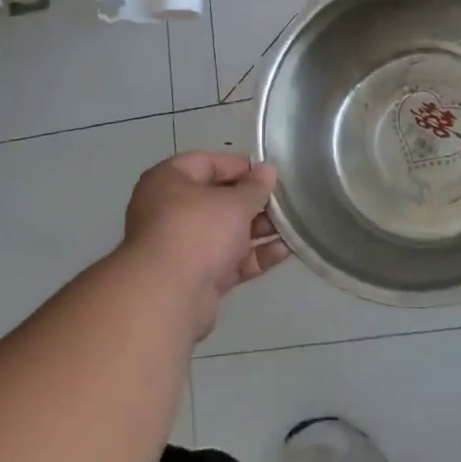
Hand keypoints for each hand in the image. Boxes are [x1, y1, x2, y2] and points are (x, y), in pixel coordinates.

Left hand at [121, 152, 288, 339]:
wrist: (167, 298)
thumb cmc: (197, 231)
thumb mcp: (234, 202)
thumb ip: (255, 186)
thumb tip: (268, 170)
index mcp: (168, 181)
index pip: (207, 163)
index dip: (240, 166)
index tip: (269, 174)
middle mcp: (170, 210)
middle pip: (218, 199)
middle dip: (253, 201)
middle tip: (285, 200)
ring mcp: (182, 247)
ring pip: (226, 232)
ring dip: (258, 229)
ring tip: (293, 225)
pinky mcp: (196, 278)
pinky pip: (229, 260)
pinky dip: (254, 255)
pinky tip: (286, 250)